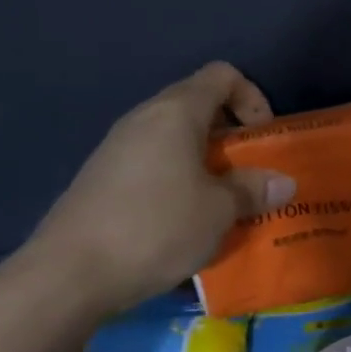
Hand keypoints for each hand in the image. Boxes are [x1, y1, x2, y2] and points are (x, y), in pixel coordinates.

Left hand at [19, 63, 294, 317]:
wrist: (67, 275)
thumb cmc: (156, 227)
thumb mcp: (218, 211)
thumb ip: (253, 190)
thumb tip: (283, 183)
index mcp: (176, 112)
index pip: (222, 76)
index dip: (252, 98)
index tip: (262, 139)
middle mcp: (144, 118)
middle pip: (197, 105)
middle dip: (231, 135)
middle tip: (248, 173)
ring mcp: (117, 148)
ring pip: (174, 138)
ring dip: (204, 161)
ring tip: (219, 202)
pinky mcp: (101, 178)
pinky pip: (152, 163)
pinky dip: (177, 179)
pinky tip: (181, 221)